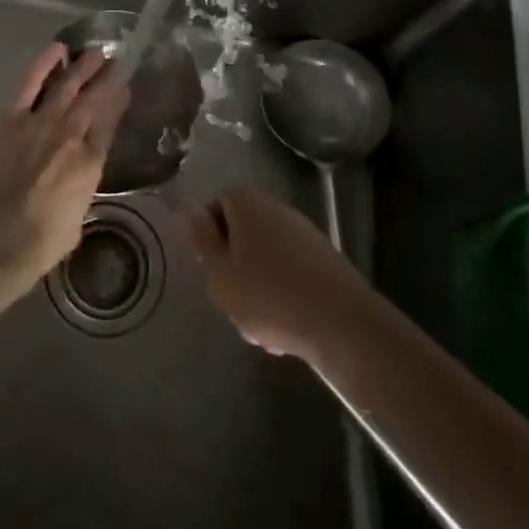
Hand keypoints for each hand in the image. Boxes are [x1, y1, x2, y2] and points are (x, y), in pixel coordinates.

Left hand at [0, 44, 128, 292]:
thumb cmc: (40, 242)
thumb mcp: (77, 219)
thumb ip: (80, 193)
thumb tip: (76, 184)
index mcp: (91, 162)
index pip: (109, 123)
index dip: (118, 102)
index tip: (125, 87)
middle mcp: (71, 135)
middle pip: (93, 99)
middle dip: (106, 78)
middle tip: (115, 61)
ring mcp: (41, 122)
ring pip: (67, 85)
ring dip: (82, 66)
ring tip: (95, 52)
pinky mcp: (11, 118)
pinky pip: (30, 83)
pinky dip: (43, 63)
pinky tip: (56, 49)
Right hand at [184, 188, 373, 361]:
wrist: (342, 323)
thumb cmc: (269, 297)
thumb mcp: (220, 274)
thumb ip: (200, 240)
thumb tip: (186, 209)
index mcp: (246, 202)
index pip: (214, 208)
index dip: (209, 241)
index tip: (214, 274)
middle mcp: (274, 206)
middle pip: (241, 233)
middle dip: (235, 267)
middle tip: (235, 302)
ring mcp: (302, 230)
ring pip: (264, 257)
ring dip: (258, 287)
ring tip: (263, 326)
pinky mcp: (323, 258)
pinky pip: (290, 271)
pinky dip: (284, 294)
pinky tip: (288, 326)